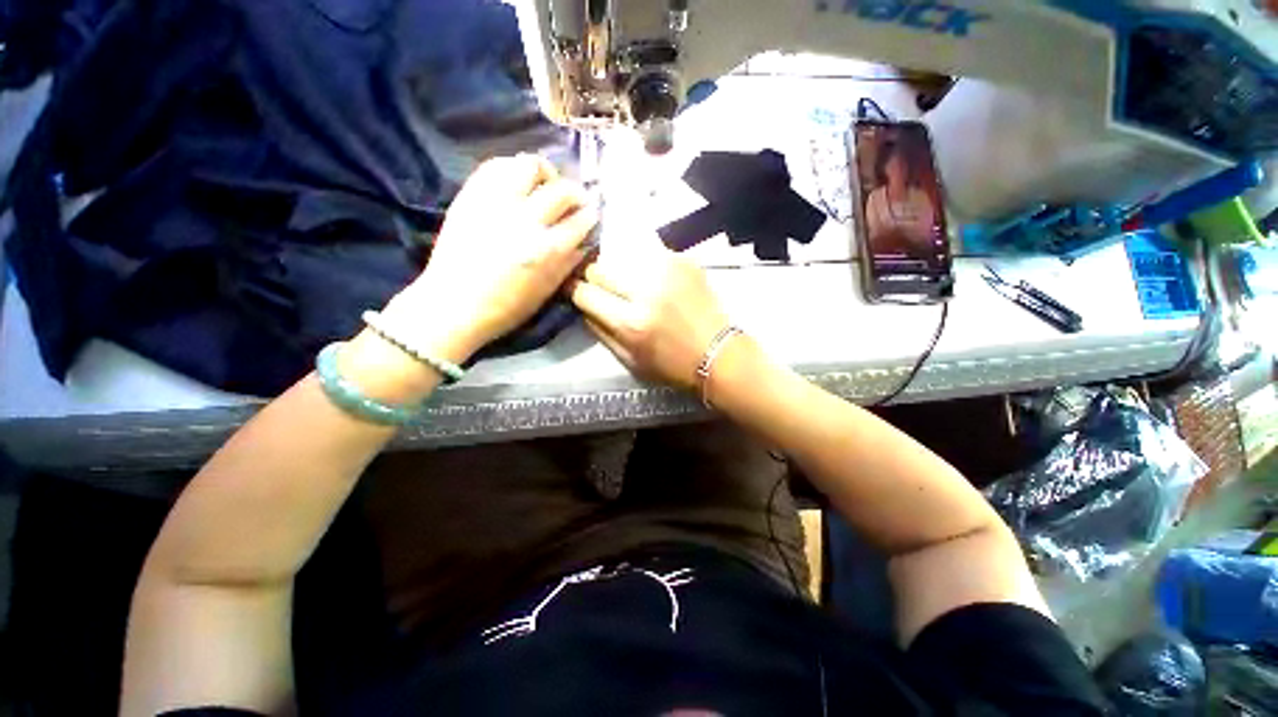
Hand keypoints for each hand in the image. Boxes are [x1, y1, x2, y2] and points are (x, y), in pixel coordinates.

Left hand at [383, 154, 597, 360]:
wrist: (453, 304)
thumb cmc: (505, 307)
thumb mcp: (546, 292)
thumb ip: (568, 264)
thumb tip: (584, 242)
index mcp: (547, 250)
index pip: (580, 221)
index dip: (590, 216)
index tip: (591, 215)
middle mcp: (526, 221)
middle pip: (562, 190)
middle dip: (576, 193)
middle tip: (575, 200)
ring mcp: (496, 203)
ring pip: (530, 165)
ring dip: (545, 172)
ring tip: (546, 183)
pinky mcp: (471, 195)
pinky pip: (496, 165)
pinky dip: (513, 168)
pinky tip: (518, 181)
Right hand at [569, 241, 729, 388]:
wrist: (719, 353)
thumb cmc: (673, 365)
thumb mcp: (630, 360)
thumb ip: (601, 332)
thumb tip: (583, 307)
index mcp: (630, 322)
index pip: (585, 293)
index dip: (575, 291)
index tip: (575, 291)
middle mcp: (646, 291)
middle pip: (599, 268)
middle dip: (593, 277)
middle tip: (602, 287)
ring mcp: (667, 270)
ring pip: (622, 256)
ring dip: (620, 270)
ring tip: (629, 282)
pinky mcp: (684, 261)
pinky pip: (650, 255)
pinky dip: (646, 266)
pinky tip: (656, 280)